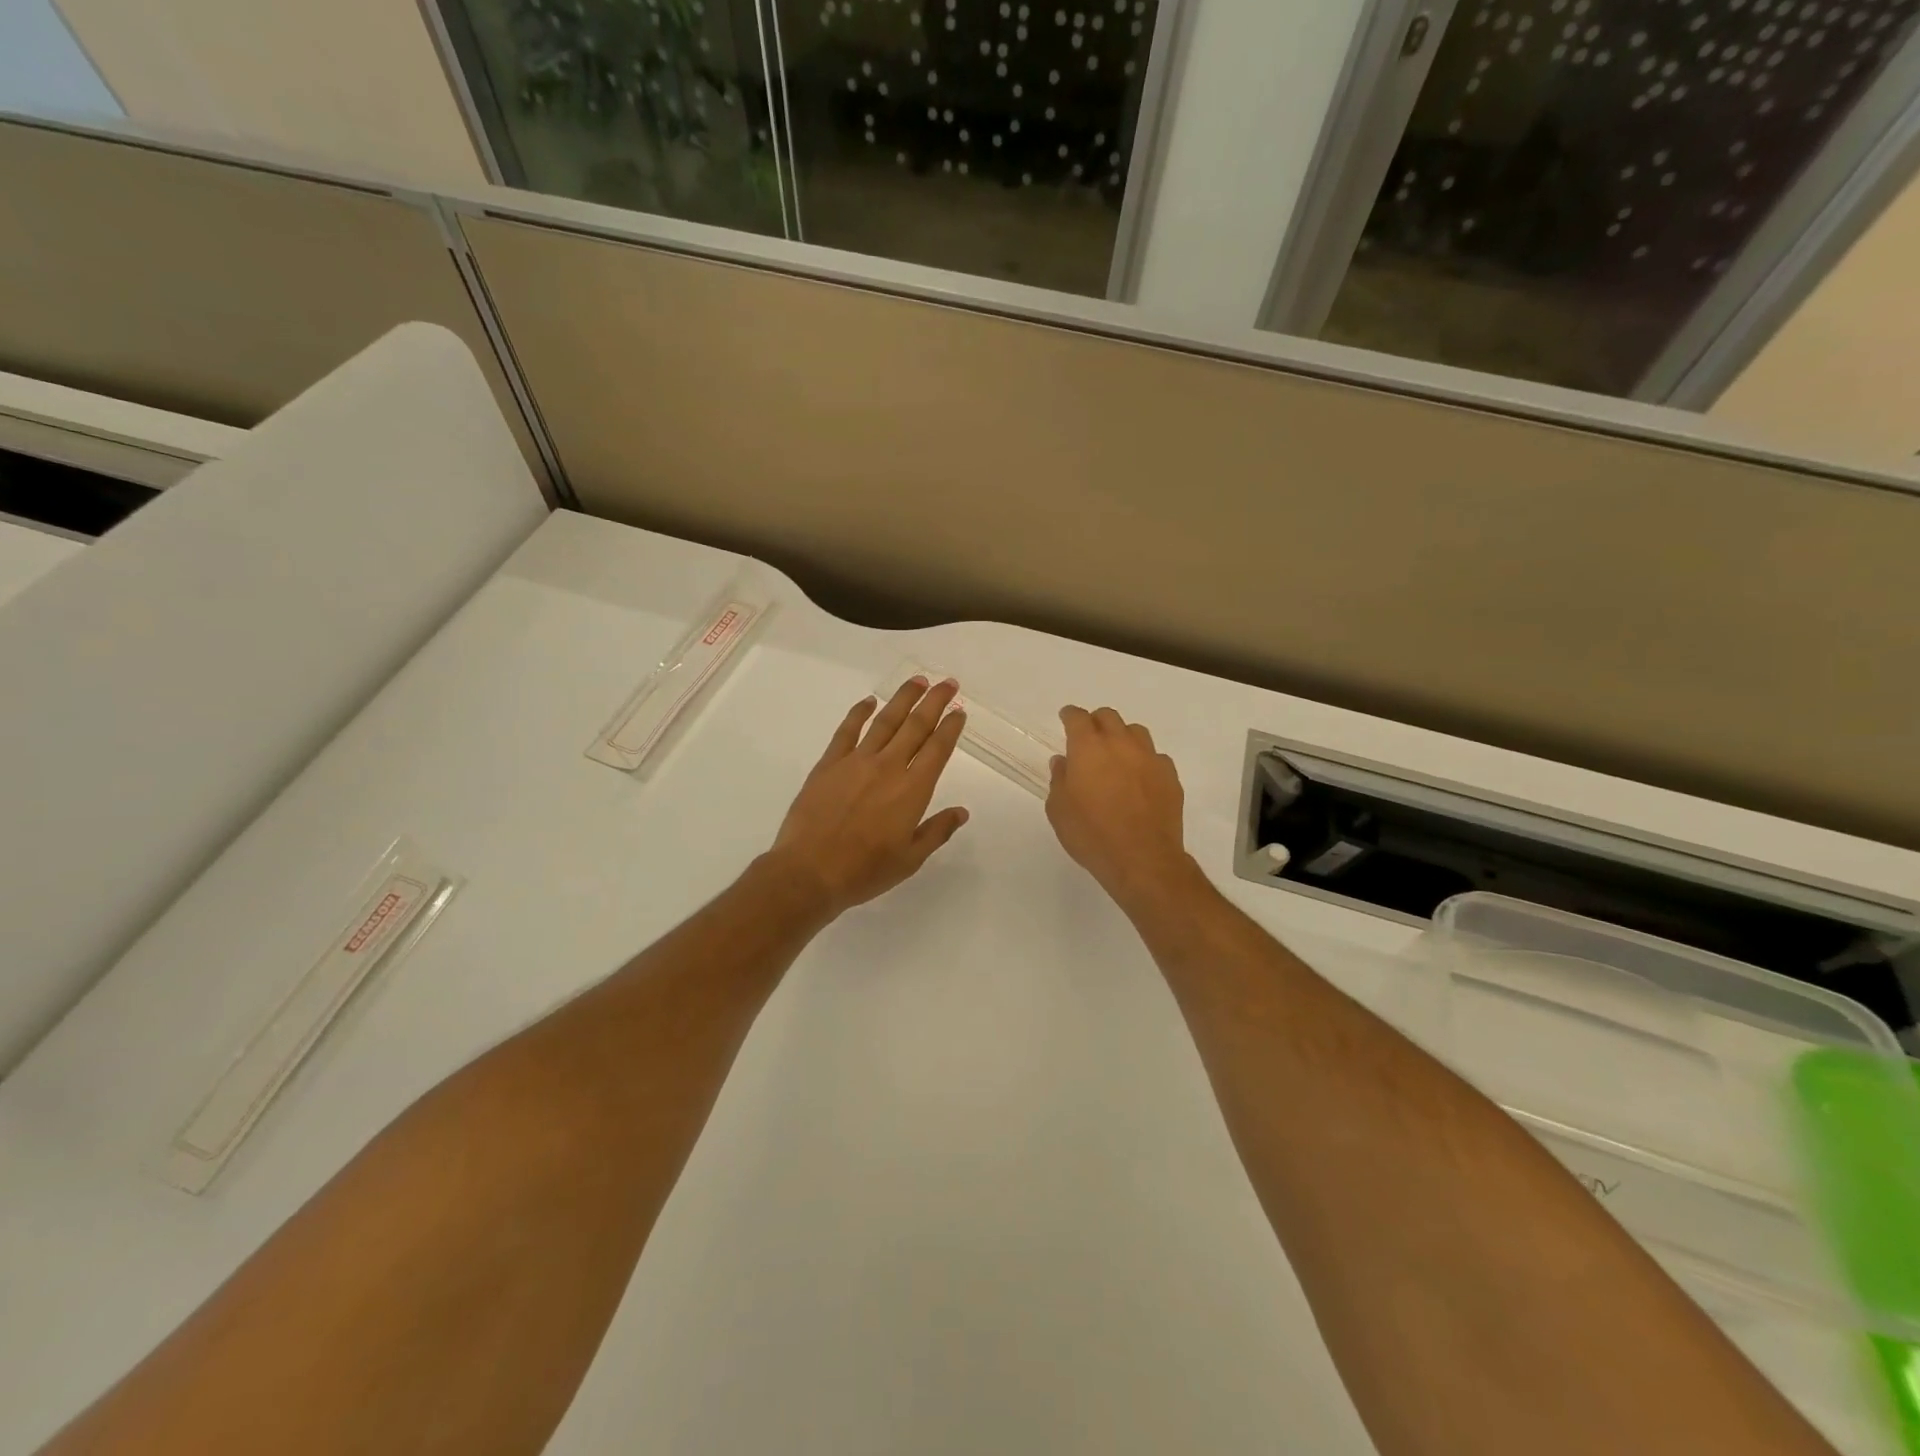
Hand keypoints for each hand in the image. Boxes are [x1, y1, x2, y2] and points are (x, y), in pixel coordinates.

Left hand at [768, 677, 971, 918]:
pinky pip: (847, 730)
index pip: (938, 749)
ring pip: (885, 720)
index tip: (959, 712)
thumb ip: (937, 831)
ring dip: (903, 698)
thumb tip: (961, 812)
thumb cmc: (865, 871)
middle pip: (916, 726)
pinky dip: (860, 713)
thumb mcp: (910, 859)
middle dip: (935, 702)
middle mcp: (888, 767)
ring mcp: (856, 761)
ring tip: (918, 681)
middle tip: (948, 683)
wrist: (809, 871)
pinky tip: (869, 701)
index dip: (951, 728)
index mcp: (913, 790)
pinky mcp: (829, 764)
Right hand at [1047, 706, 1194, 912]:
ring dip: (1123, 737)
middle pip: (1109, 717)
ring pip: (1136, 732)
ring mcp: (1149, 758)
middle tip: (1089, 738)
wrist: (1142, 859)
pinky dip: (1144, 760)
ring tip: (1116, 755)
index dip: (1070, 715)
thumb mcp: (1059, 810)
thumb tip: (1063, 762)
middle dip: (1096, 722)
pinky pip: (1155, 757)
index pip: (1078, 718)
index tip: (1066, 718)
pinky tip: (1139, 778)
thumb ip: (1059, 780)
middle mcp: (1120, 744)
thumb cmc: (1091, 834)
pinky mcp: (1170, 776)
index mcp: (1088, 748)